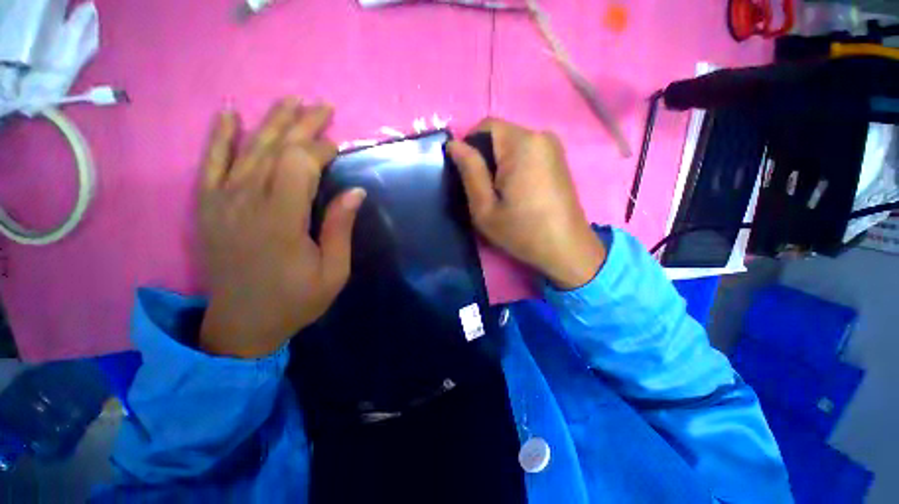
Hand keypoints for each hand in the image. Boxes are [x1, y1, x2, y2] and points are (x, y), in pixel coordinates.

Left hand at [198, 98, 365, 357]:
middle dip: (302, 125)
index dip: (320, 150)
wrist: (242, 325)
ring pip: (248, 150)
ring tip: (291, 102)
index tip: (338, 149)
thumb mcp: (334, 272)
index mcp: (281, 221)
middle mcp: (247, 203)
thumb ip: (340, 228)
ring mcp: (222, 203)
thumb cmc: (296, 300)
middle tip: (322, 107)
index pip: (299, 164)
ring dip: (272, 123)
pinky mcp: (208, 208)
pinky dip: (220, 138)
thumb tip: (355, 191)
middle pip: (275, 149)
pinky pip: (211, 164)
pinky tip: (230, 116)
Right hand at [447, 119, 605, 289]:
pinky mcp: (558, 159)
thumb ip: (469, 171)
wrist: (565, 249)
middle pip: (500, 134)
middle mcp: (540, 135)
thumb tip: (453, 145)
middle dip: (485, 157)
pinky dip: (514, 166)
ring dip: (499, 163)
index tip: (468, 175)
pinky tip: (517, 192)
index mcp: (521, 144)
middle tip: (483, 190)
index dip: (470, 146)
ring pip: (512, 144)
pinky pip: (526, 152)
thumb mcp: (485, 207)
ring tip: (501, 193)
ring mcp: (553, 146)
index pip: (485, 125)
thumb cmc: (521, 231)